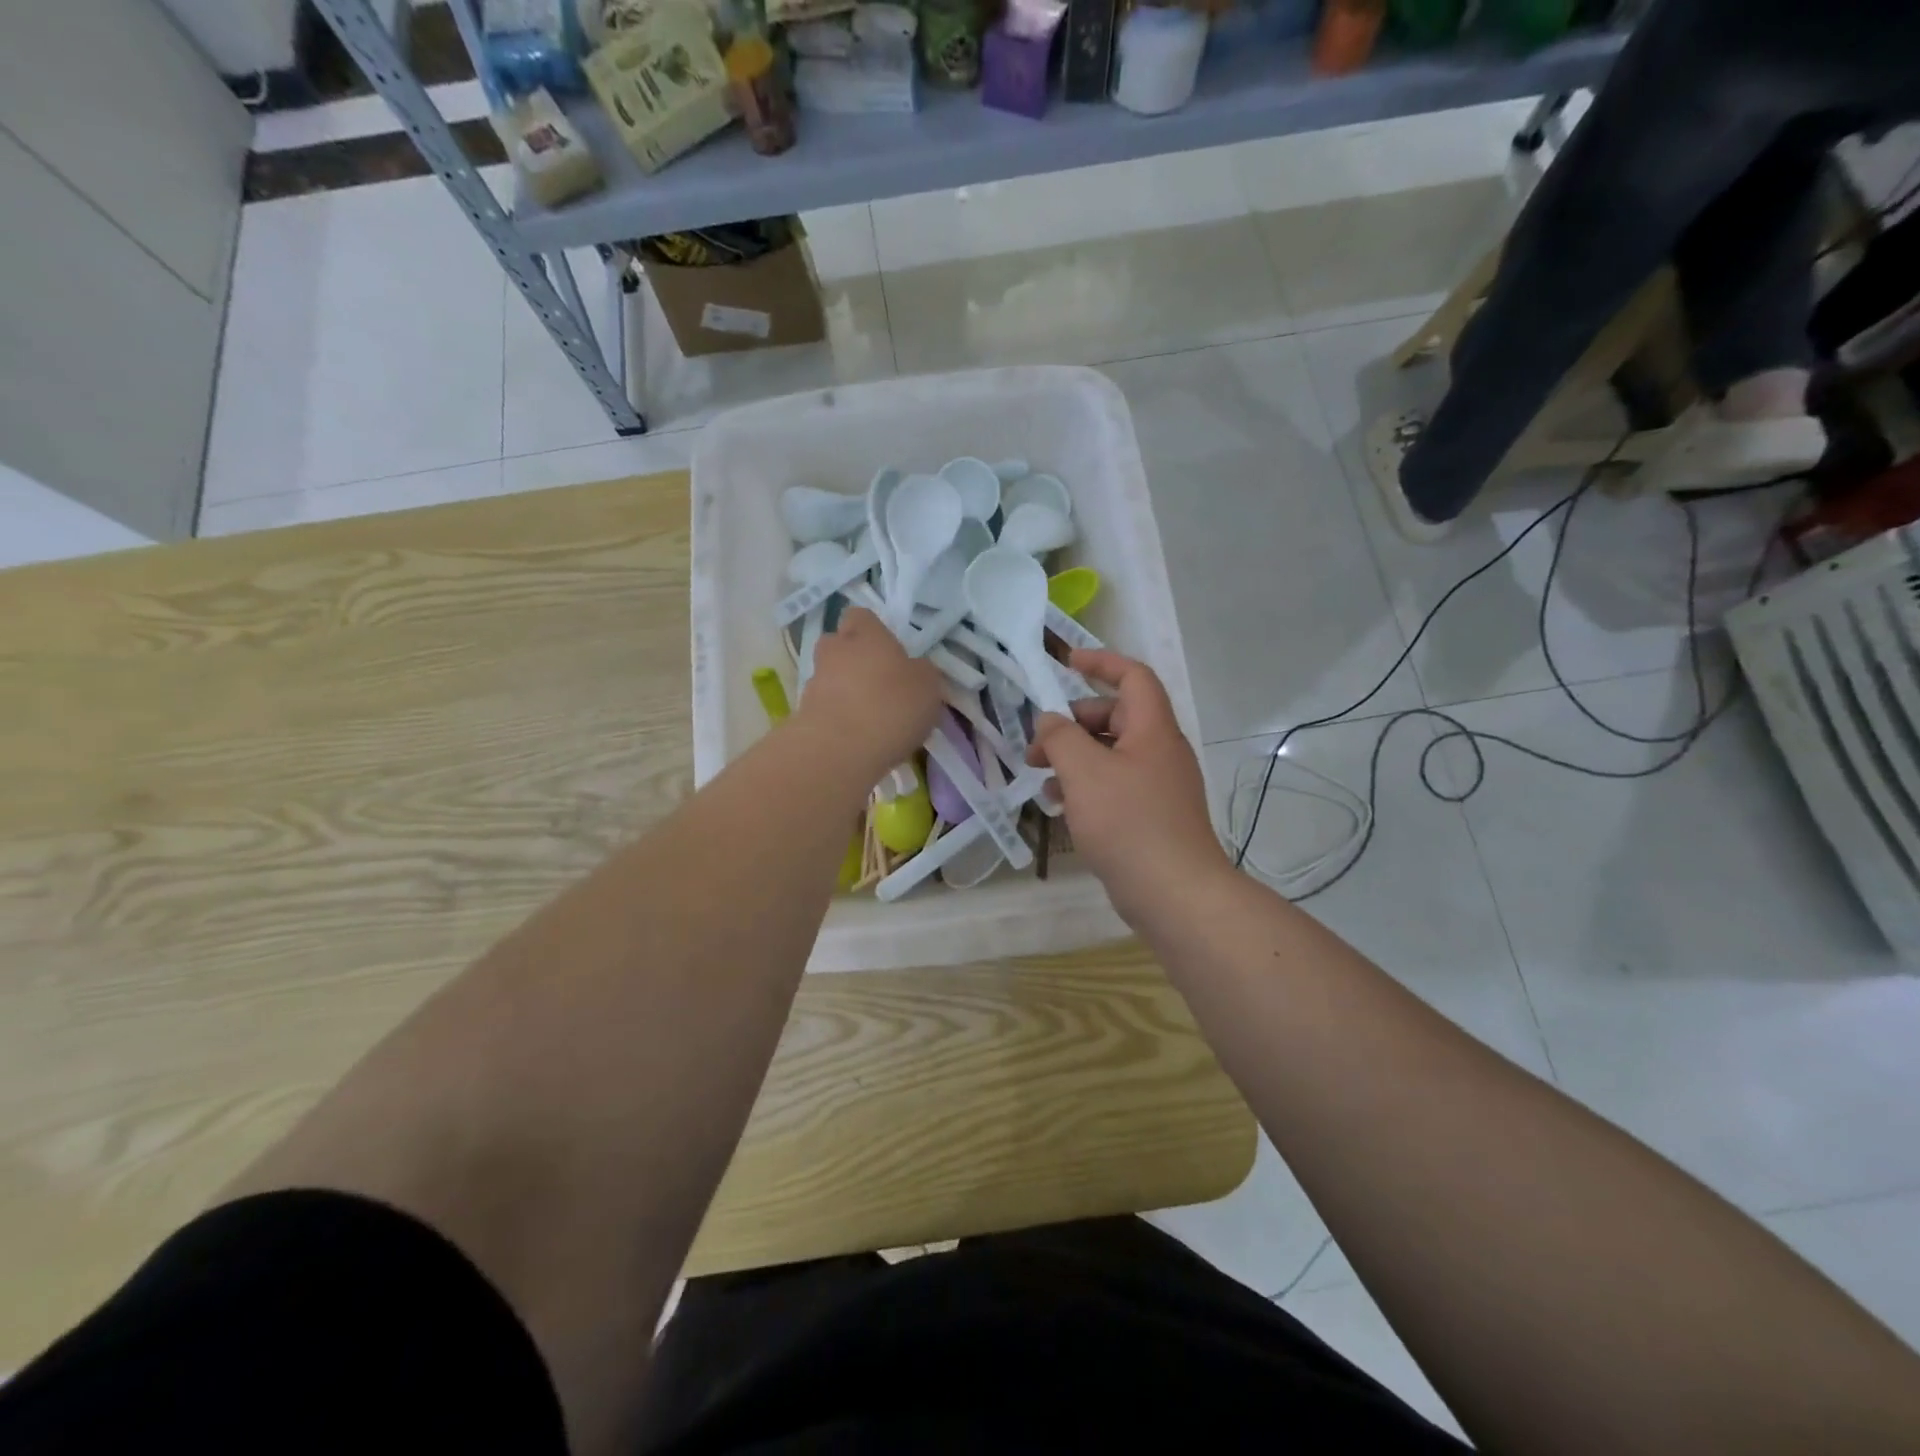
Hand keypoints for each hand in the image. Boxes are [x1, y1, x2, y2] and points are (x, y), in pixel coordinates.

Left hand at [798, 607, 942, 779]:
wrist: (840, 749)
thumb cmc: (891, 706)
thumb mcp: (928, 687)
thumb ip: (921, 672)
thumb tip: (915, 670)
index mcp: (866, 635)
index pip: (861, 616)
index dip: (873, 630)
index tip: (889, 650)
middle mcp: (835, 650)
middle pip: (838, 644)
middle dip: (853, 659)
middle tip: (877, 681)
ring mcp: (814, 682)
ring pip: (829, 677)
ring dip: (845, 690)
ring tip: (868, 716)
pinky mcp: (803, 713)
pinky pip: (824, 707)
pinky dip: (837, 716)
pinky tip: (857, 737)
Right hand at [1026, 649, 1230, 919]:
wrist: (1175, 893)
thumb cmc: (1129, 822)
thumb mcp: (1084, 771)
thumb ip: (1060, 737)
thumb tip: (1049, 722)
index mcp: (1152, 729)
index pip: (1133, 677)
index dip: (1101, 662)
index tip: (1066, 663)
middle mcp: (1160, 751)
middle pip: (1115, 718)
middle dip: (1073, 725)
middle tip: (1037, 747)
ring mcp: (1158, 786)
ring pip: (1111, 755)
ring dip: (1075, 759)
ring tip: (1043, 780)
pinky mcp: (1152, 817)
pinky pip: (1115, 787)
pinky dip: (1087, 787)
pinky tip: (1062, 807)